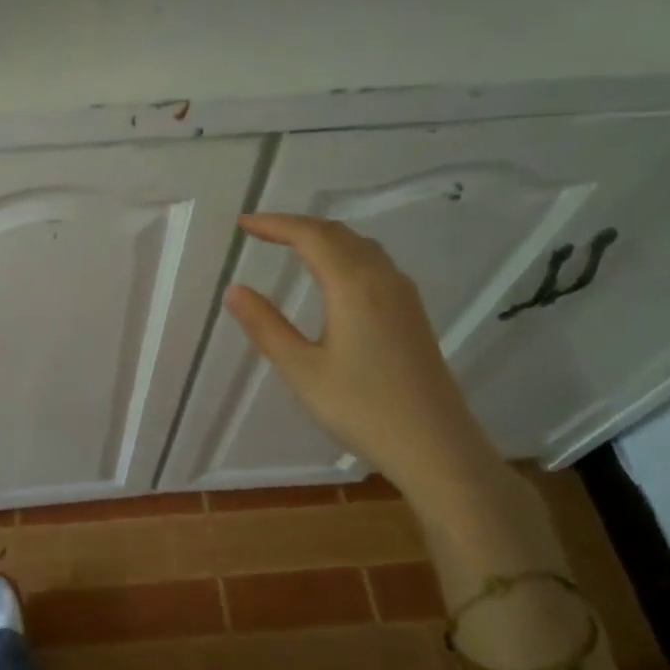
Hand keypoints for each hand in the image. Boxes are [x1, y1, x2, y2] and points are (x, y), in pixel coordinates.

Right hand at [224, 214, 503, 512]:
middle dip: (297, 226)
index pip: (311, 236)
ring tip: (291, 245)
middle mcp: (383, 279)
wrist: (435, 446)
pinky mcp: (412, 314)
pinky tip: (334, 276)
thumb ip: (266, 326)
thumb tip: (235, 290)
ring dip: (324, 238)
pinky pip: (375, 264)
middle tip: (261, 230)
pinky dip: (344, 254)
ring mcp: (403, 296)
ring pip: (360, 247)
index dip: (275, 224)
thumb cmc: (362, 408)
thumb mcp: (302, 370)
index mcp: (354, 286)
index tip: (243, 224)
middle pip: (338, 234)